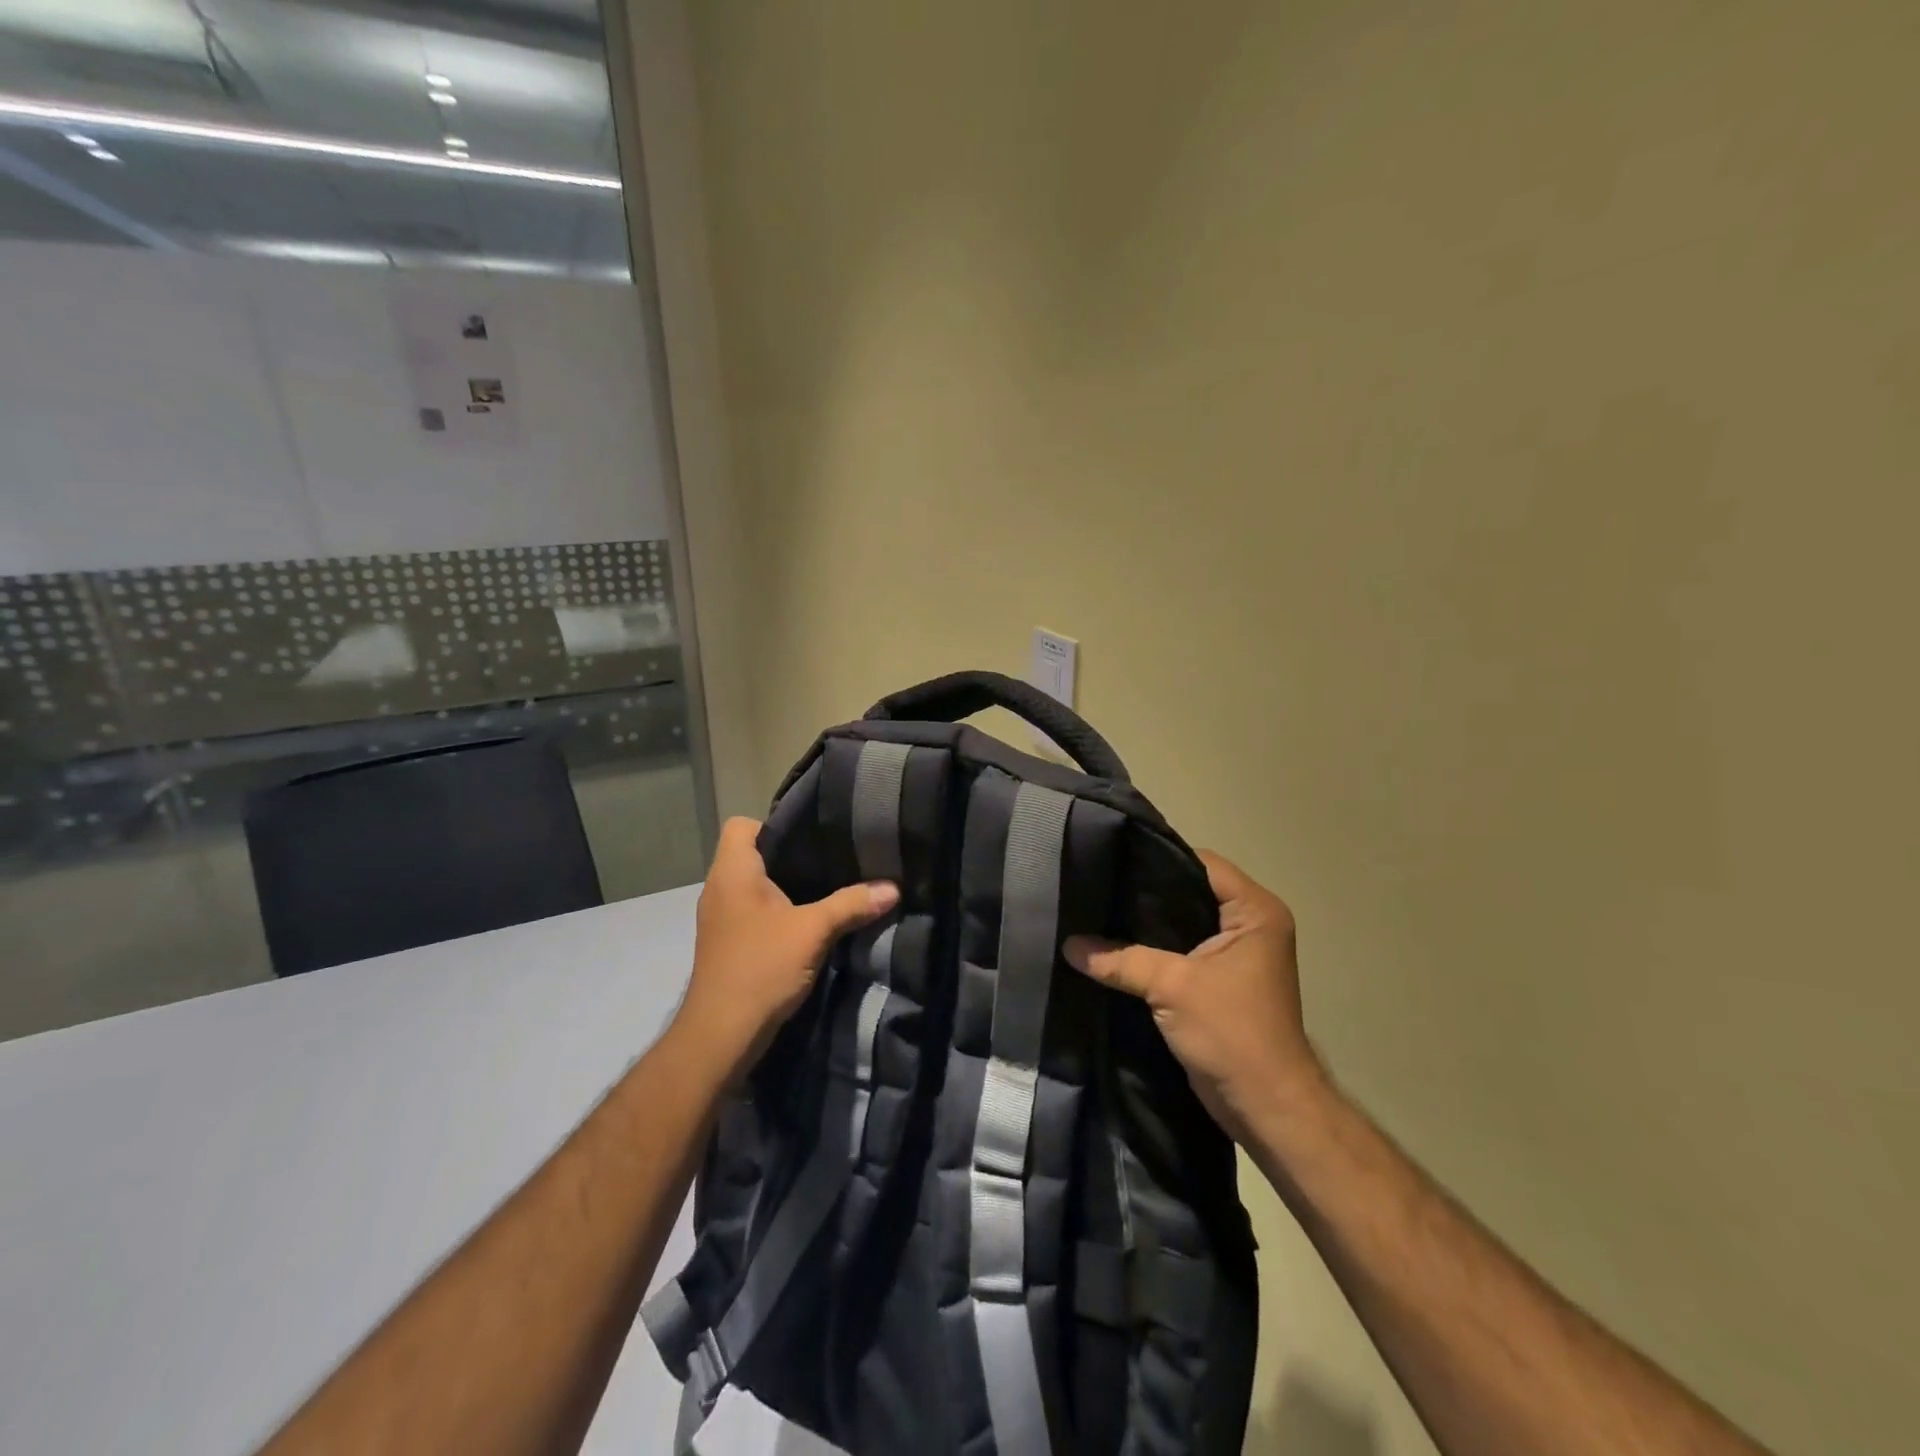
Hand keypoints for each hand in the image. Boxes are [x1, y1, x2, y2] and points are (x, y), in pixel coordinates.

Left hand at [674, 817, 898, 1070]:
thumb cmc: (761, 967)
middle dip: (790, 856)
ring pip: (753, 886)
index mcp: (732, 872)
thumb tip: (894, 888)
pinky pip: (753, 911)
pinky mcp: (727, 944)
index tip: (810, 838)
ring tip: (825, 888)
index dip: (773, 824)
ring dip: (784, 887)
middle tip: (830, 859)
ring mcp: (720, 918)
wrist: (721, 1035)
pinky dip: (777, 912)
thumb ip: (852, 904)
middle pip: (751, 854)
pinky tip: (807, 924)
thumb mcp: (813, 931)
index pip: (740, 825)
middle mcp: (719, 888)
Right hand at [1064, 851, 1324, 1144]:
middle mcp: (1250, 924)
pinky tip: (1113, 946)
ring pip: (1181, 922)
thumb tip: (1068, 945)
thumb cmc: (1233, 1033)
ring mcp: (1235, 954)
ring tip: (1098, 911)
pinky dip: (1151, 949)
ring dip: (1145, 924)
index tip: (1112, 859)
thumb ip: (1119, 959)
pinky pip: (1179, 950)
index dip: (1157, 858)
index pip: (1201, 863)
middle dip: (1144, 892)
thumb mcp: (1172, 987)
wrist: (1266, 1107)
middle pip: (1189, 890)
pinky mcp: (1219, 981)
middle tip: (1097, 884)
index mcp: (1255, 911)